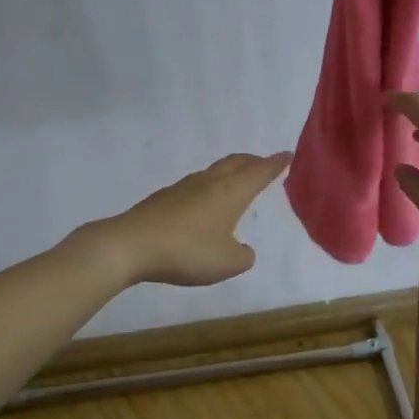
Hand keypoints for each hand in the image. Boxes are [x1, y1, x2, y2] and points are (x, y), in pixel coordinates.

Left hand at [85, 151, 292, 286]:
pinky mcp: (163, 198)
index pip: (260, 172)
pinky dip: (208, 189)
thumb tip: (242, 249)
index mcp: (231, 192)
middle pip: (236, 163)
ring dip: (230, 173)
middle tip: (265, 164)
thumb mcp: (227, 263)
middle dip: (253, 161)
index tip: (288, 155)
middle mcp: (209, 182)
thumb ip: (242, 256)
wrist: (130, 245)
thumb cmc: (187, 251)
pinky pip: (195, 186)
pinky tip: (203, 205)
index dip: (276, 163)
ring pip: (214, 172)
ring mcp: (183, 187)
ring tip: (236, 183)